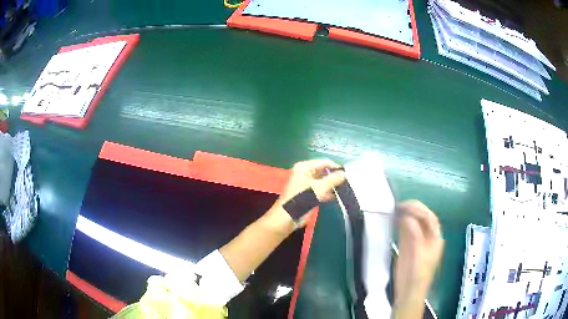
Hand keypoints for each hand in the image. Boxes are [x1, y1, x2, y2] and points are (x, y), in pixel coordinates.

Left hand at [267, 159, 345, 229]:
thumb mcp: (319, 188)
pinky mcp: (308, 195)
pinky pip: (320, 191)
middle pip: (323, 171)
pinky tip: (338, 196)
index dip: (336, 167)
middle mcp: (305, 173)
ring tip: (346, 188)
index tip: (349, 174)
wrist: (287, 218)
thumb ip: (333, 180)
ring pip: (323, 182)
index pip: (324, 162)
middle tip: (349, 181)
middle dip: (335, 177)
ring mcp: (306, 184)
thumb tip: (345, 174)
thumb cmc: (301, 199)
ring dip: (332, 185)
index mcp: (304, 167)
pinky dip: (328, 193)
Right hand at [394, 201, 443, 316]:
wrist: (409, 291)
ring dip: (406, 214)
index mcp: (435, 238)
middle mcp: (428, 236)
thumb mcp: (418, 254)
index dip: (419, 209)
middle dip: (412, 209)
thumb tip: (407, 217)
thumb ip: (414, 235)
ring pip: (414, 222)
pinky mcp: (408, 246)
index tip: (405, 206)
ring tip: (395, 209)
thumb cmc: (417, 274)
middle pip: (423, 217)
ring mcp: (418, 240)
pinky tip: (394, 219)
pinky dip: (401, 222)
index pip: (429, 218)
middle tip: (398, 205)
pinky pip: (406, 230)